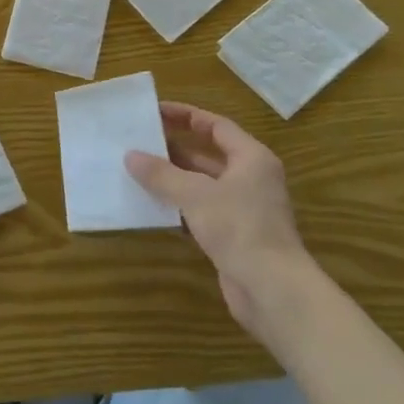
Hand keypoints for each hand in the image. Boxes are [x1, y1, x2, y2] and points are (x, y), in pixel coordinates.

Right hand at [126, 102, 310, 331]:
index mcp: (251, 158)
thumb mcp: (195, 194)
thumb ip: (162, 174)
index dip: (185, 116)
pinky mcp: (234, 236)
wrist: (273, 291)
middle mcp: (251, 179)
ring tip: (139, 171)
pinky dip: (180, 206)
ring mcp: (244, 209)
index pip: (216, 125)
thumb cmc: (239, 228)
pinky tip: (153, 207)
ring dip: (174, 179)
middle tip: (140, 141)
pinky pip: (202, 211)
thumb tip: (131, 155)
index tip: (155, 111)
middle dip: (175, 148)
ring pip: (203, 184)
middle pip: (209, 154)